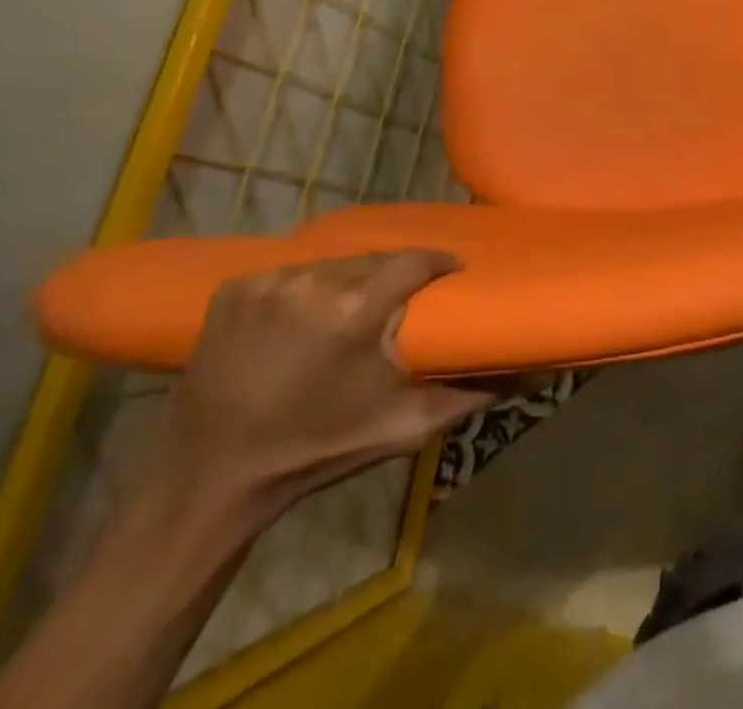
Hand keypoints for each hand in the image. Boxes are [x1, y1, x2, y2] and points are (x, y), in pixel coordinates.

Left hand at [155, 251, 493, 515]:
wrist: (211, 481)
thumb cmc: (316, 451)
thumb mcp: (402, 427)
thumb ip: (469, 394)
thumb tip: (531, 374)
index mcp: (356, 312)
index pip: (415, 260)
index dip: (438, 263)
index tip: (451, 274)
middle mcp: (314, 283)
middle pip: (373, 260)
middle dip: (392, 275)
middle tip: (400, 301)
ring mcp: (268, 282)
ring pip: (332, 265)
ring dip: (348, 281)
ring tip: (353, 308)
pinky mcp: (234, 288)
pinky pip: (289, 274)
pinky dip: (303, 290)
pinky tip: (301, 318)